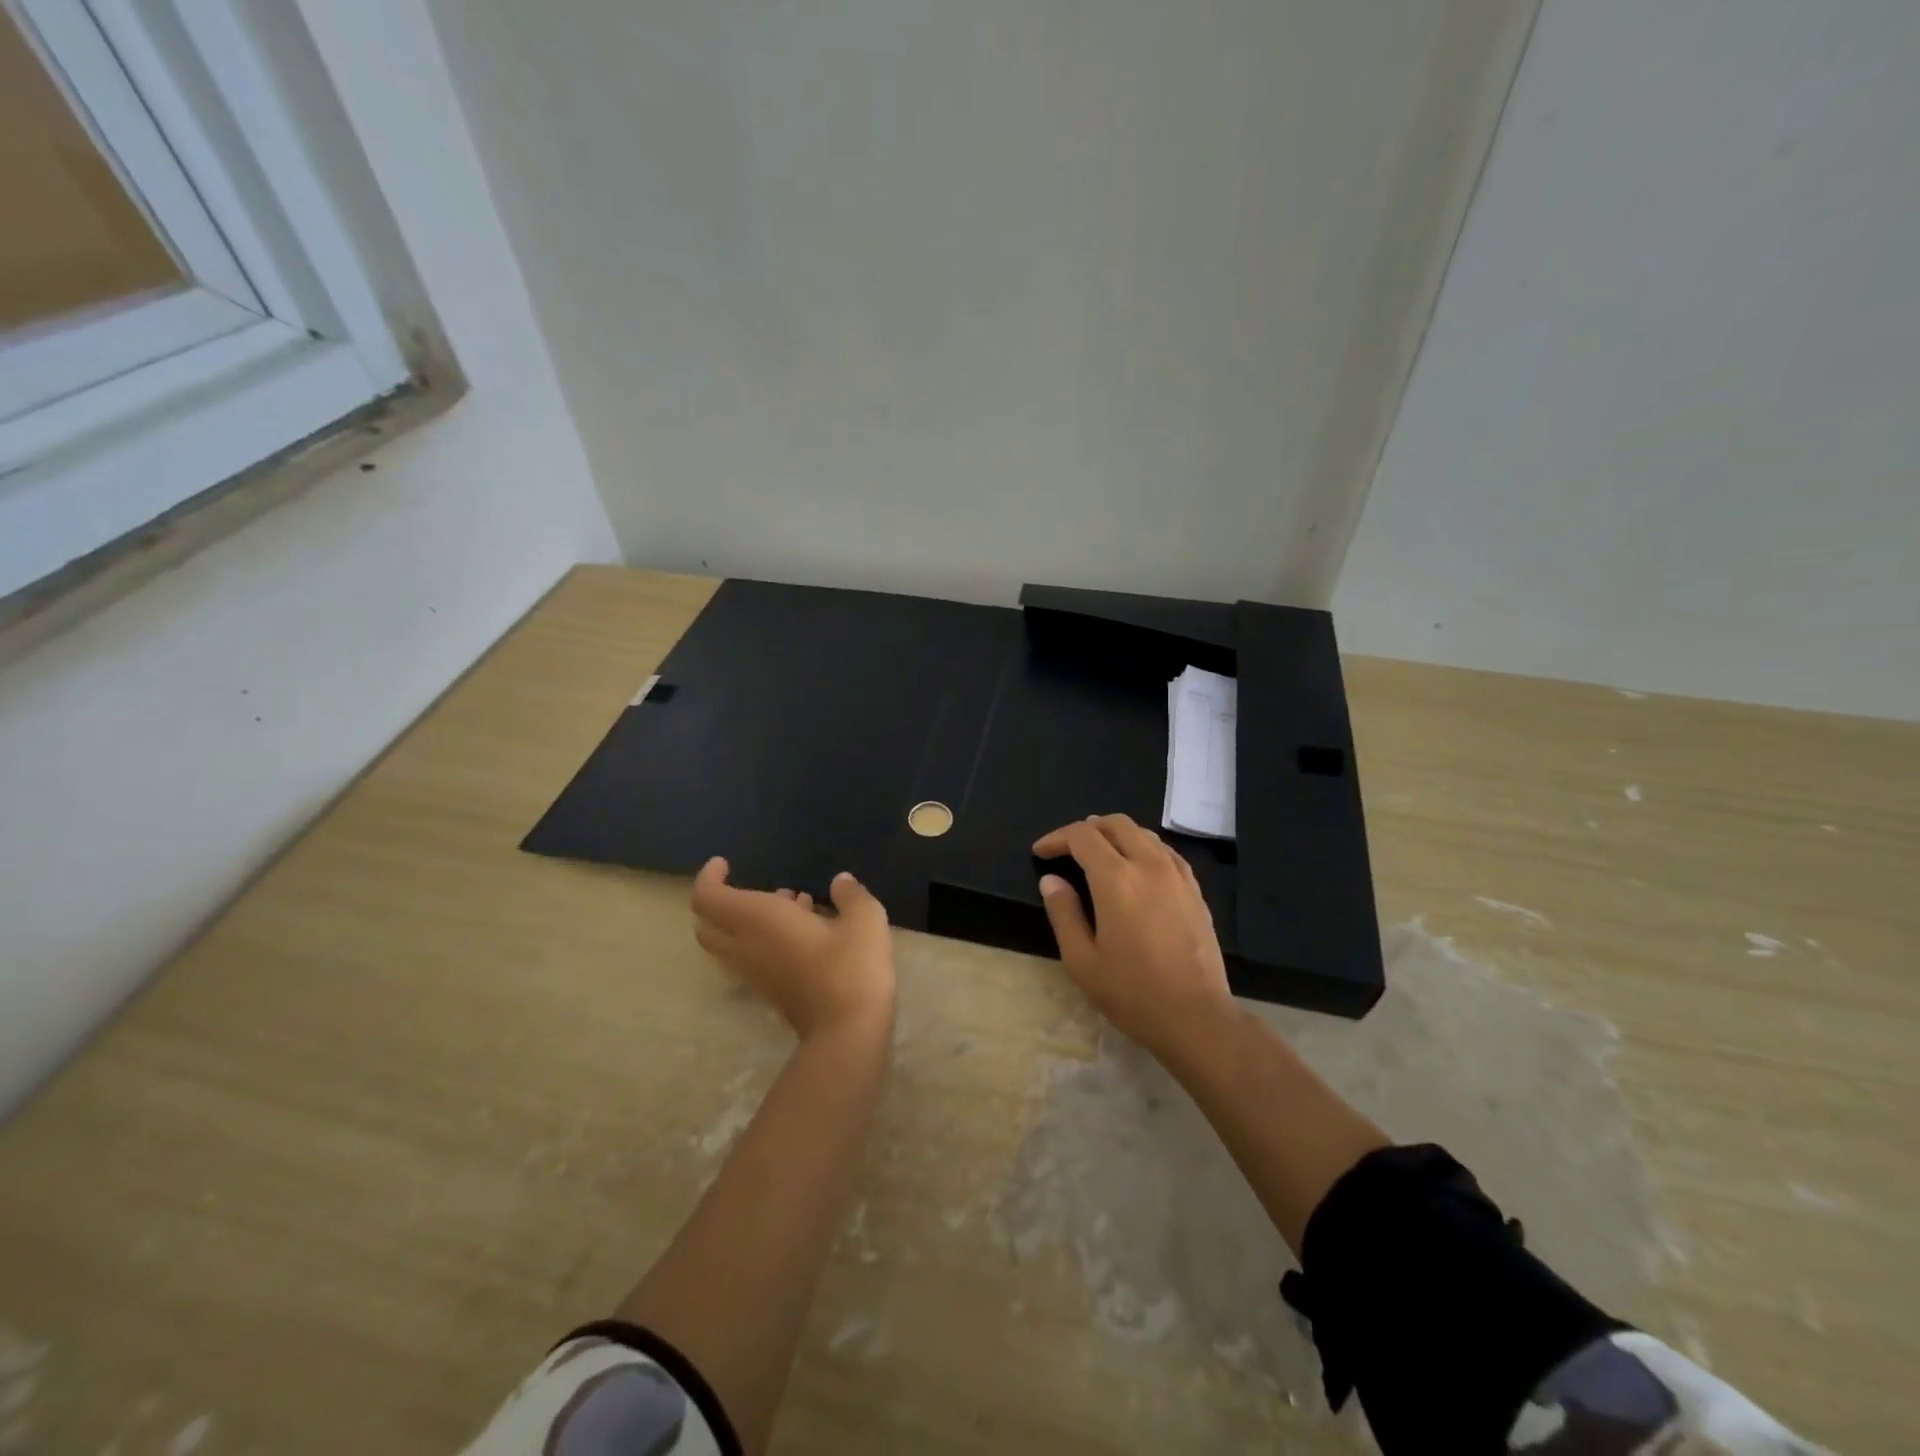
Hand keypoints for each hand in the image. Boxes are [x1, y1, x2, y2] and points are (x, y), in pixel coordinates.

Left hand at [691, 858, 895, 1040]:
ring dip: (746, 919)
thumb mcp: (864, 919)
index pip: (708, 898)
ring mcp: (754, 972)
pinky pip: (750, 955)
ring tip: (793, 899)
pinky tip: (808, 928)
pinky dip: (763, 937)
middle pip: (707, 924)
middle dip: (719, 901)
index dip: (708, 877)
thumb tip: (840, 882)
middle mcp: (746, 945)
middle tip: (749, 885)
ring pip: (729, 942)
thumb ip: (850, 894)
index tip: (725, 863)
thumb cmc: (851, 966)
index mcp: (758, 920)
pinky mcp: (769, 990)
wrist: (848, 1031)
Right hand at [1033, 814, 1233, 1053]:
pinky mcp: (1194, 889)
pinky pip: (1165, 851)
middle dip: (1086, 829)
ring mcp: (1177, 875)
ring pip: (1143, 833)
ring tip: (1099, 855)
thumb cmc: (1132, 992)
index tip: (1041, 853)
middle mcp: (1149, 865)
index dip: (1056, 838)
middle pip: (1115, 824)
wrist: (1196, 1017)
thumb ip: (1063, 913)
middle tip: (1067, 849)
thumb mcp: (1082, 960)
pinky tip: (1135, 869)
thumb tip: (1051, 880)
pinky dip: (1142, 848)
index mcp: (1116, 879)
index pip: (1082, 836)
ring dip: (1115, 835)